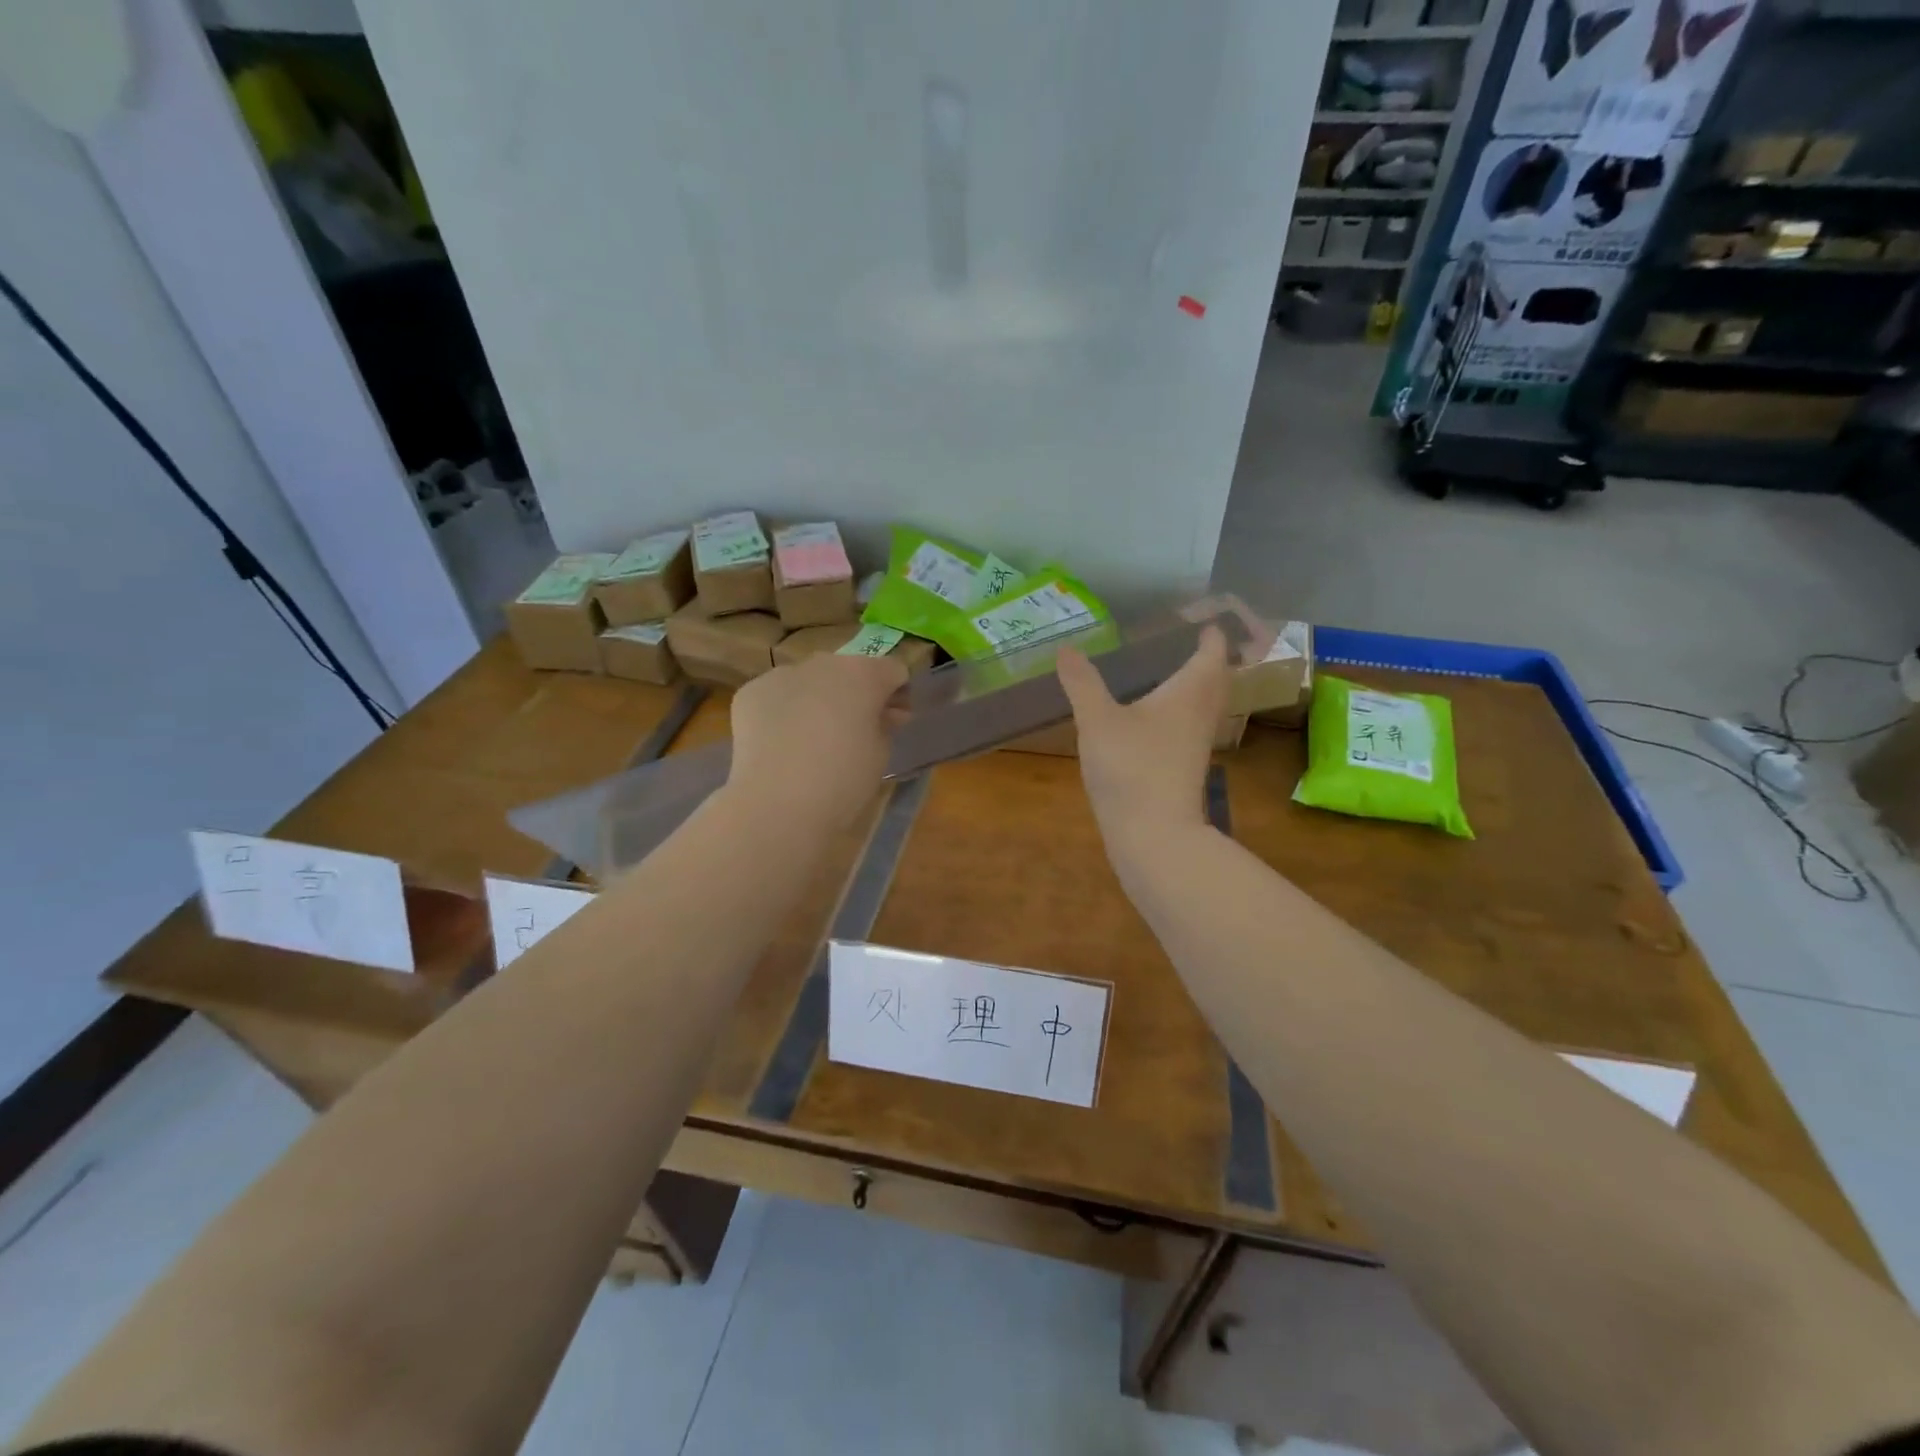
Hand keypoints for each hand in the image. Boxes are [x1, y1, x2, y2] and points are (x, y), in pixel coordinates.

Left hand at [727, 652, 908, 827]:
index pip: (893, 671)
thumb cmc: (844, 780)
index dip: (897, 694)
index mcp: (864, 673)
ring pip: (810, 680)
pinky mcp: (751, 692)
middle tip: (854, 730)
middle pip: (849, 670)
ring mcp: (782, 674)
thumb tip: (884, 712)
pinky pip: (777, 695)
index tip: (895, 720)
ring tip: (812, 739)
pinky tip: (782, 743)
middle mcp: (824, 663)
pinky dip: (784, 711)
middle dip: (856, 693)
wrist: (778, 803)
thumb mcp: (881, 753)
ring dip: (818, 699)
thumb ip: (885, 723)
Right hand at [1057, 626, 1229, 848]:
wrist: (1154, 835)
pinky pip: (1189, 728)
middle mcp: (1200, 715)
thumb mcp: (1097, 719)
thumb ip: (1082, 682)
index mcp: (1189, 692)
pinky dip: (1180, 713)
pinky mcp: (1184, 769)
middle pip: (1216, 680)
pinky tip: (1154, 720)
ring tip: (1172, 675)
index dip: (1211, 634)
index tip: (1204, 620)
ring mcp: (1195, 745)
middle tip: (1193, 644)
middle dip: (1209, 660)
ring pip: (1204, 706)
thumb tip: (1065, 648)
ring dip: (1196, 687)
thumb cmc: (1132, 767)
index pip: (1211, 653)